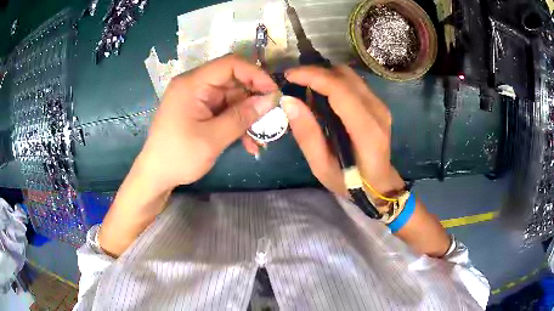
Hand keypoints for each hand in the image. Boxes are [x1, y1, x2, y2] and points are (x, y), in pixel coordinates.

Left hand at [138, 54, 278, 191]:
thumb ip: (242, 117)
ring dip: (248, 116)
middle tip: (273, 117)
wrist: (156, 176)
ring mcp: (197, 99)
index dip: (255, 74)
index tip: (274, 92)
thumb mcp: (213, 138)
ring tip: (261, 137)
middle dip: (254, 99)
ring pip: (232, 98)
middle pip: (233, 81)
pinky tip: (248, 143)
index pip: (230, 64)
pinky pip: (224, 111)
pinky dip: (237, 123)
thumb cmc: (178, 156)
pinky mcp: (200, 111)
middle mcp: (195, 85)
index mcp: (192, 84)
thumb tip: (271, 100)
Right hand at [281, 65, 404, 198]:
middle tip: (293, 81)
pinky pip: (353, 82)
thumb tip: (289, 101)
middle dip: (315, 72)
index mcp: (366, 130)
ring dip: (324, 75)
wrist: (380, 185)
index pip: (340, 90)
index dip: (313, 76)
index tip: (289, 76)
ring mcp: (380, 105)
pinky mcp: (378, 104)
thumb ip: (307, 135)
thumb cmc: (351, 182)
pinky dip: (333, 81)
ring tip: (304, 86)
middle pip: (345, 76)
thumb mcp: (322, 167)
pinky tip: (321, 94)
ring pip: (349, 75)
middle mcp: (377, 111)